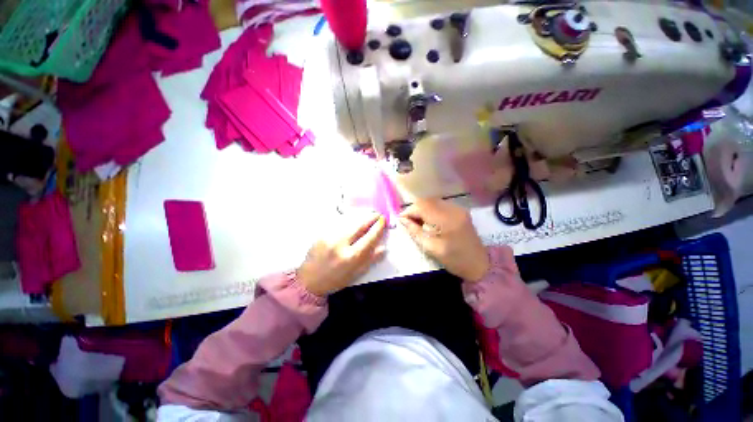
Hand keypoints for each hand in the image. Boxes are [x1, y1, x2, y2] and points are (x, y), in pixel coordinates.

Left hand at [297, 213, 386, 295]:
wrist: (309, 280)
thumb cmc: (335, 280)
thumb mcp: (356, 273)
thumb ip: (371, 259)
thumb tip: (383, 247)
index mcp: (351, 257)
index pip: (369, 238)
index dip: (378, 227)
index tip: (383, 220)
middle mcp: (340, 244)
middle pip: (359, 225)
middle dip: (370, 217)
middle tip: (377, 214)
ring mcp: (329, 237)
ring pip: (349, 222)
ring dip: (360, 218)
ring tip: (367, 216)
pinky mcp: (321, 233)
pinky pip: (339, 224)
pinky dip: (349, 222)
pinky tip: (352, 223)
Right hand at [400, 198, 489, 281]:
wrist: (480, 264)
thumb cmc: (454, 260)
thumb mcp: (431, 248)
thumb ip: (415, 231)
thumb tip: (402, 220)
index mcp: (446, 220)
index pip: (422, 207)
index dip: (408, 211)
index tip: (400, 220)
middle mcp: (453, 209)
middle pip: (427, 201)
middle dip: (414, 209)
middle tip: (408, 221)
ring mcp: (458, 208)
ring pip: (433, 201)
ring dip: (422, 209)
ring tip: (417, 222)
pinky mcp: (460, 210)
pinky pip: (440, 205)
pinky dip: (430, 210)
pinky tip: (428, 220)